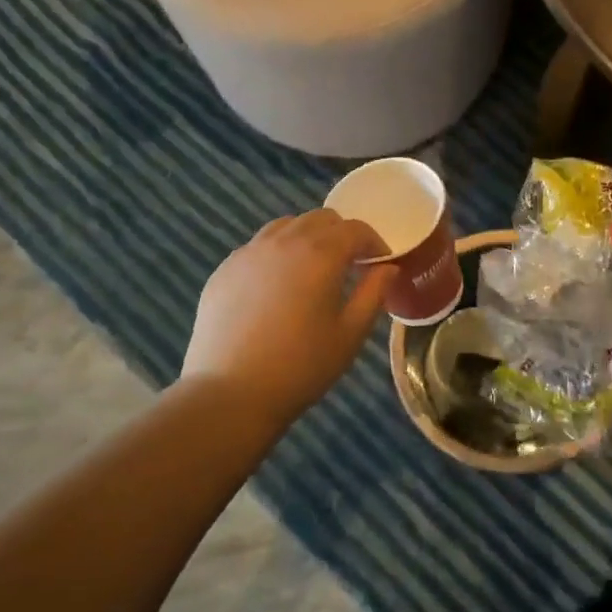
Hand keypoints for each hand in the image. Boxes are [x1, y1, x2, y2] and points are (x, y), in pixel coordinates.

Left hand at [181, 210, 393, 423]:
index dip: (374, 242)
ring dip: (307, 238)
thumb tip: (387, 268)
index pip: (355, 229)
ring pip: (285, 226)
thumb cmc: (301, 366)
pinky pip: (257, 247)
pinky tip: (276, 286)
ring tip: (312, 270)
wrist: (232, 392)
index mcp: (320, 253)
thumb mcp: (350, 334)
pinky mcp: (224, 269)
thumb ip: (373, 293)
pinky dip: (276, 253)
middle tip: (349, 265)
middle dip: (341, 235)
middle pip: (320, 219)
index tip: (380, 263)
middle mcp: (283, 241)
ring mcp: (248, 252)